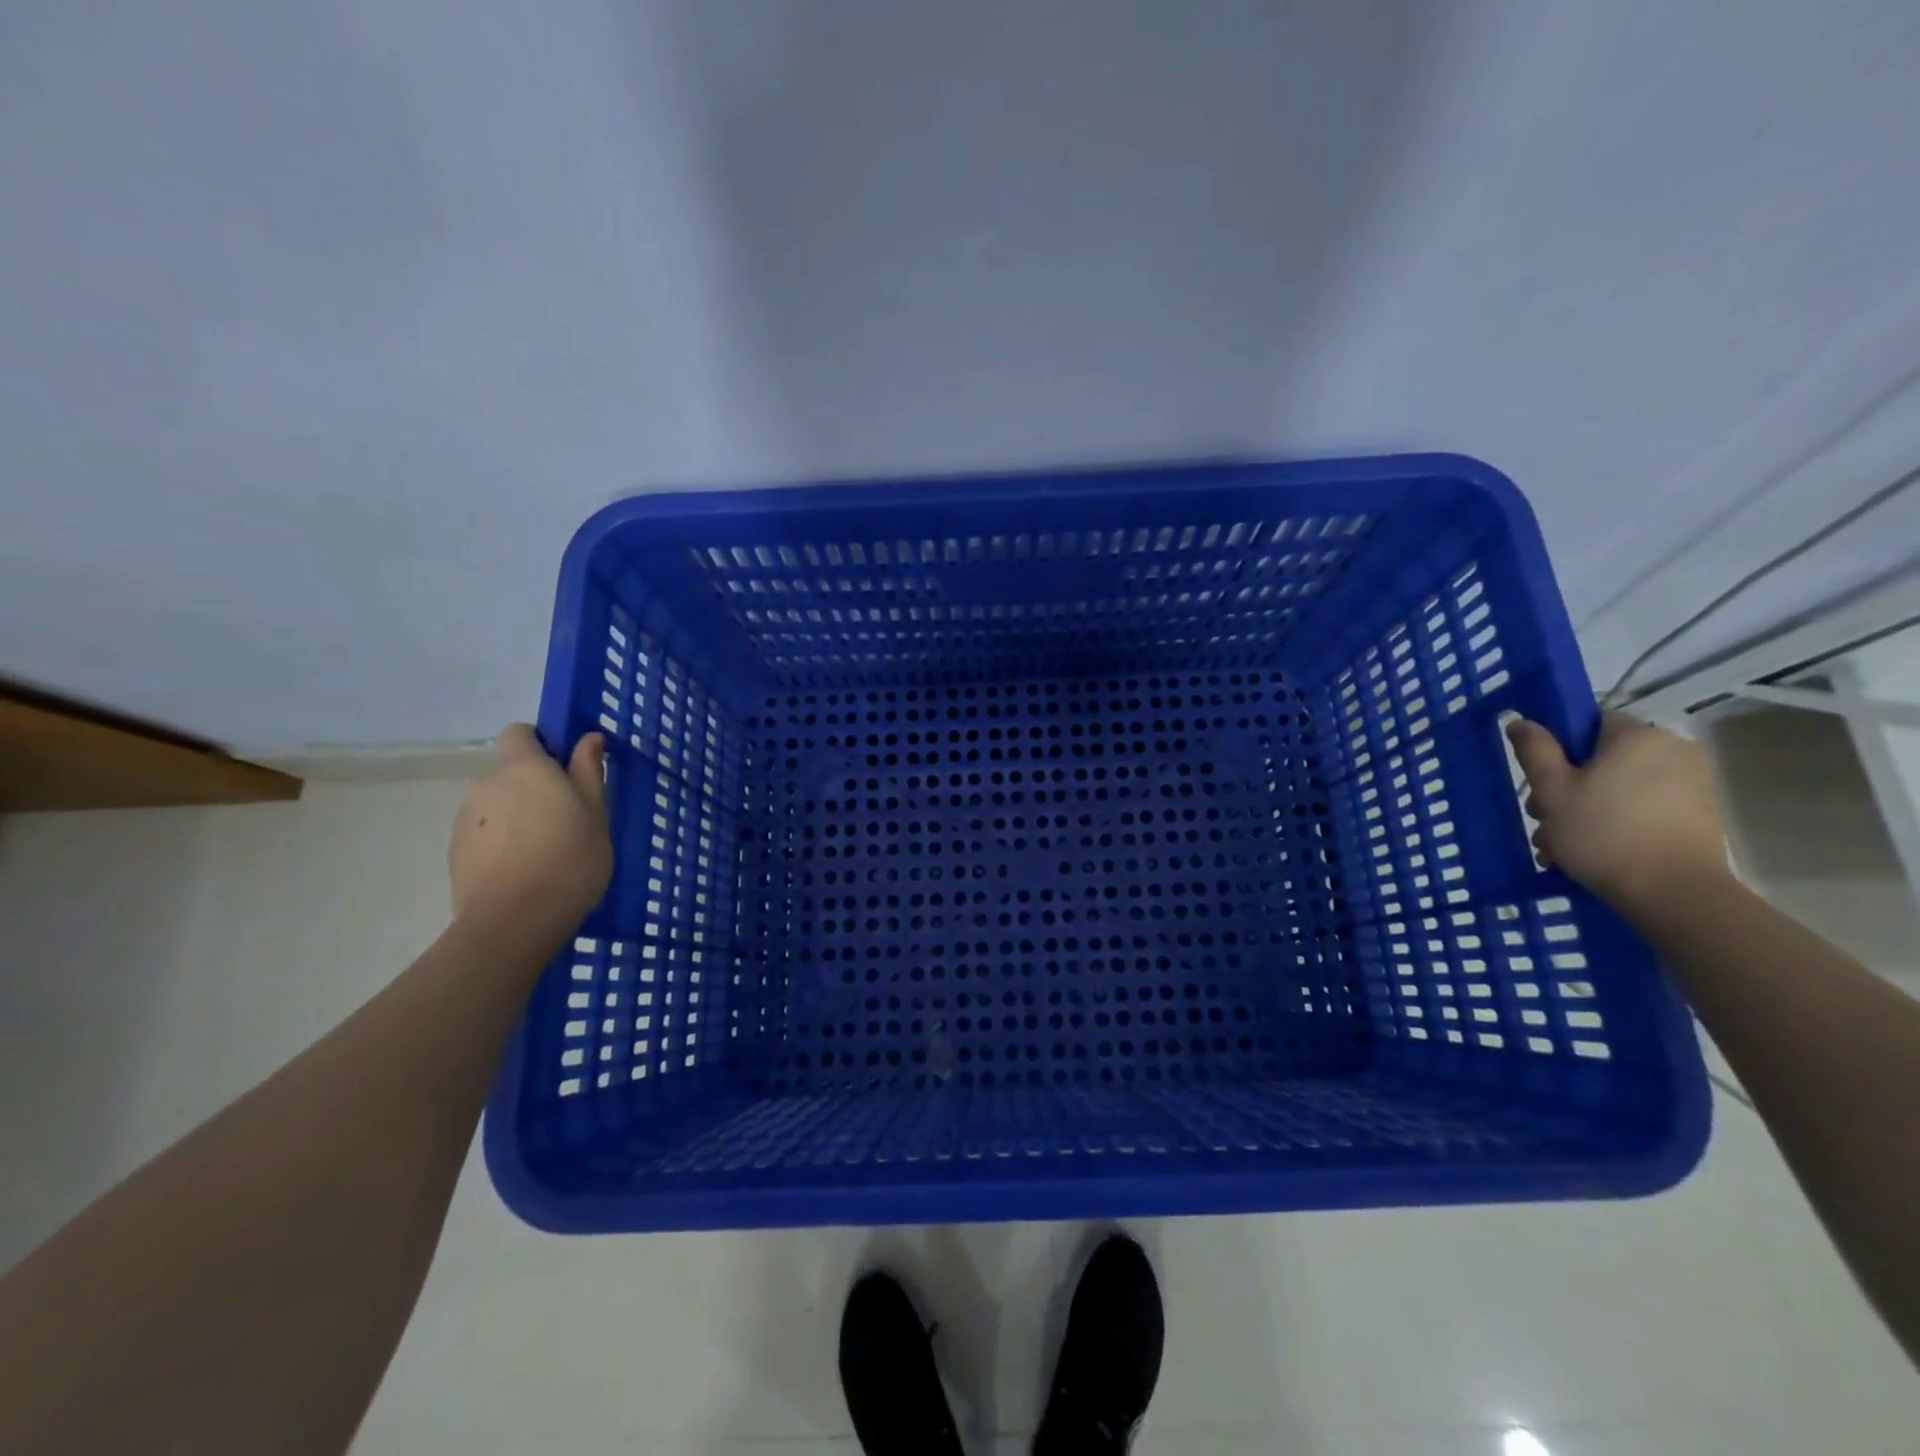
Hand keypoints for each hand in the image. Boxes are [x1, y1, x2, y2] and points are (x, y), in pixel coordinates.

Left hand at [449, 724, 611, 933]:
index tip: (564, 768)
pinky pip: (484, 834)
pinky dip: (501, 843)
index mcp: (524, 768)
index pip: (519, 732)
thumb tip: (588, 738)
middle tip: (566, 819)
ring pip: (496, 805)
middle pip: (509, 772)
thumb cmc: (570, 858)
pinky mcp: (455, 852)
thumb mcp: (596, 813)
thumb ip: (589, 771)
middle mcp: (487, 784)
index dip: (540, 744)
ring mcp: (465, 819)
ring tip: (545, 851)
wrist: (515, 921)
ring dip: (516, 817)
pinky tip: (523, 870)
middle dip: (532, 787)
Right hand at [1505, 711, 1728, 914]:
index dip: (1557, 748)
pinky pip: (1641, 808)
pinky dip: (1614, 823)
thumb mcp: (1552, 789)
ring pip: (1617, 788)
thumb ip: (1535, 750)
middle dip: (1566, 788)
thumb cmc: (1603, 832)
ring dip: (1583, 811)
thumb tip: (1522, 721)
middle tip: (1542, 820)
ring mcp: (1691, 785)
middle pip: (1601, 760)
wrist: (1675, 893)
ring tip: (1559, 847)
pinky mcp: (1697, 816)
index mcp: (1638, 737)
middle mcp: (1672, 751)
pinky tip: (1589, 853)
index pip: (1588, 723)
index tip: (1540, 778)